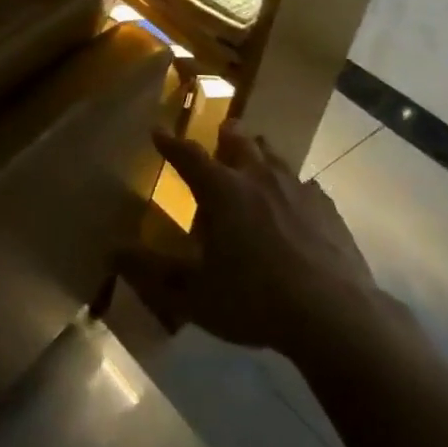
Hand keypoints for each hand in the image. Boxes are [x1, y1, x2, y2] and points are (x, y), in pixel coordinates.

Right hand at [119, 128, 394, 358]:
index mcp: (222, 190)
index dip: (171, 144)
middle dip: (226, 135)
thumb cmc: (255, 300)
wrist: (334, 314)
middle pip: (239, 141)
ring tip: (257, 156)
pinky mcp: (328, 209)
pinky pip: (306, 186)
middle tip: (221, 132)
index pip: (189, 156)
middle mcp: (258, 178)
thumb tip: (112, 252)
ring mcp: (297, 189)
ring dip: (261, 153)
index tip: (158, 131)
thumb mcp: (194, 294)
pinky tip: (298, 202)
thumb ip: (153, 272)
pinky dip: (294, 187)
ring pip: (275, 156)